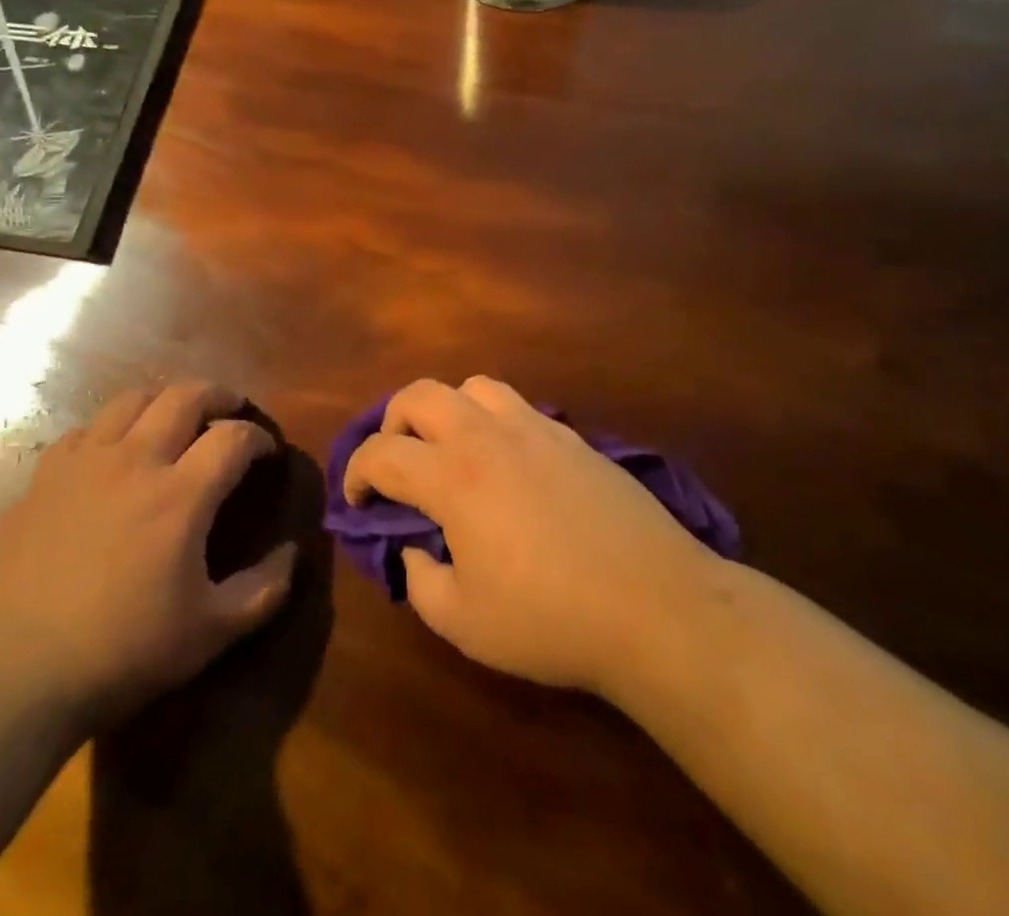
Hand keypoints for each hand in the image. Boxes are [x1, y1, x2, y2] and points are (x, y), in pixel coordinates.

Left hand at [0, 383, 296, 725]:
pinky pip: (86, 430)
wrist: (9, 676)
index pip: (234, 437)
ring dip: (165, 401)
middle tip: (232, 411)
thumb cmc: (120, 654)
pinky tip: (113, 455)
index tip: (267, 453)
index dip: (259, 438)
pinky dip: (112, 429)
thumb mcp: (208, 634)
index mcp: (181, 494)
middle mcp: (136, 460)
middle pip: (186, 396)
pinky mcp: (44, 478)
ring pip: (133, 399)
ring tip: (176, 420)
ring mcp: (85, 463)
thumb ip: (262, 590)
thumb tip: (293, 554)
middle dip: (219, 395)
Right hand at [344, 377, 715, 697]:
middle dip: (393, 423)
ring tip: (453, 452)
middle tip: (398, 465)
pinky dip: (493, 422)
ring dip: (447, 411)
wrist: (653, 603)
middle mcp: (487, 435)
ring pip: (472, 387)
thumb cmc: (549, 619)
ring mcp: (534, 427)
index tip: (357, 502)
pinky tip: (507, 465)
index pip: (381, 453)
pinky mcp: (571, 436)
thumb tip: (416, 548)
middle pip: (420, 394)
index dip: (356, 474)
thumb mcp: (464, 622)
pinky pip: (516, 407)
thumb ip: (421, 581)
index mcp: (452, 476)